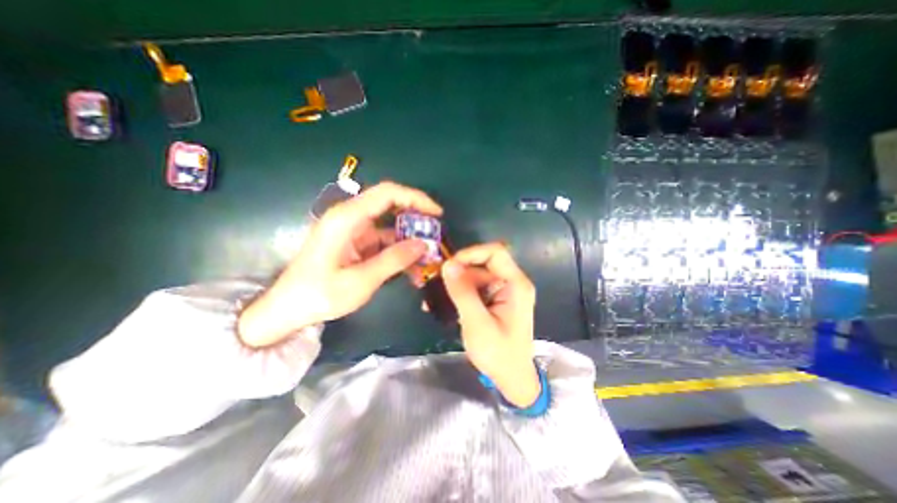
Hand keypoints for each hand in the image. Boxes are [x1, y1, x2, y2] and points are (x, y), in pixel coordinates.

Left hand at [237, 181, 440, 348]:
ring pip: (390, 226)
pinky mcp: (356, 242)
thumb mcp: (360, 281)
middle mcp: (350, 217)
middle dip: (416, 219)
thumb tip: (423, 245)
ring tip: (427, 260)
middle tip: (435, 235)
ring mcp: (354, 230)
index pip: (387, 193)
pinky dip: (399, 252)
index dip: (416, 198)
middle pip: (391, 205)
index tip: (437, 213)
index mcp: (347, 218)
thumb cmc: (319, 294)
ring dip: (409, 241)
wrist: (288, 308)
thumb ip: (393, 260)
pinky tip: (411, 270)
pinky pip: (384, 241)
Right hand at [438, 242, 534, 408]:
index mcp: (516, 285)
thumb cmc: (499, 354)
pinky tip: (443, 304)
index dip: (471, 253)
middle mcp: (512, 283)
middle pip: (483, 264)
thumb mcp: (477, 323)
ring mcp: (504, 291)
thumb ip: (463, 292)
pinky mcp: (496, 299)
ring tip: (433, 299)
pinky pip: (476, 288)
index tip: (449, 265)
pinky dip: (460, 293)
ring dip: (456, 284)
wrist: (512, 378)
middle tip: (437, 285)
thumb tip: (448, 264)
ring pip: (476, 275)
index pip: (495, 252)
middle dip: (459, 272)